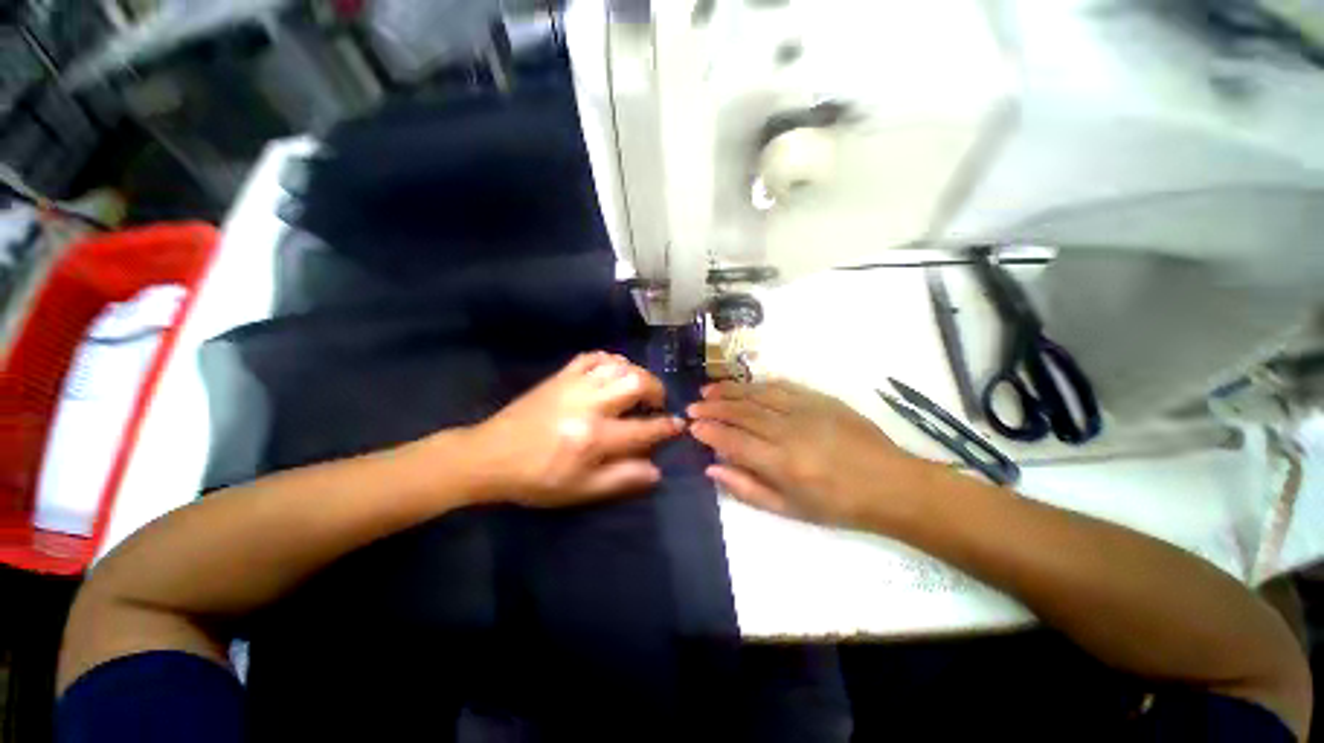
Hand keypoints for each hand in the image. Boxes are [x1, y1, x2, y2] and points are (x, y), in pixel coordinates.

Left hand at [465, 352, 684, 505]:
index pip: (644, 429)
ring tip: (638, 387)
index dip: (666, 427)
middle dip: (656, 389)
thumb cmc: (538, 478)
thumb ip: (622, 479)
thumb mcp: (580, 490)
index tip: (678, 425)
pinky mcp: (561, 375)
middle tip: (657, 402)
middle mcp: (589, 405)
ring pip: (618, 365)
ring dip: (636, 373)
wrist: (490, 456)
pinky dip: (611, 360)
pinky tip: (613, 371)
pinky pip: (593, 356)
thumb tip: (656, 470)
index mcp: (594, 438)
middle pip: (636, 383)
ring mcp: (574, 385)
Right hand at [688, 380, 934, 528]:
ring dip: (730, 391)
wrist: (891, 484)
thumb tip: (713, 468)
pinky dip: (757, 385)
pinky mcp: (820, 399)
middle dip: (713, 407)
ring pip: (757, 395)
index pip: (734, 441)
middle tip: (693, 406)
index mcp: (782, 463)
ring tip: (709, 389)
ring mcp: (805, 410)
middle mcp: (789, 431)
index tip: (692, 427)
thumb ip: (747, 488)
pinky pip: (781, 386)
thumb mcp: (790, 509)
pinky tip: (744, 385)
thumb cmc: (838, 505)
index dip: (710, 432)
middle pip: (742, 413)